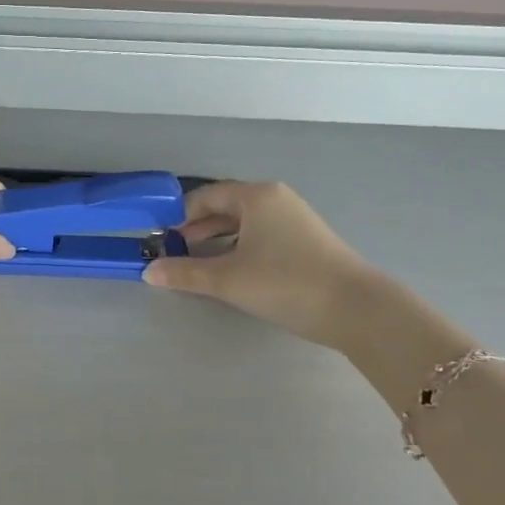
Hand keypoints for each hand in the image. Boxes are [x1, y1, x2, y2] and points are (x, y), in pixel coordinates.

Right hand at [143, 181, 369, 346]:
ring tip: (197, 262)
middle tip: (174, 250)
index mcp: (256, 196)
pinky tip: (232, 270)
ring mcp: (295, 219)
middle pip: (226, 206)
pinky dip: (240, 247)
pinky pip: (262, 235)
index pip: (206, 196)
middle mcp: (276, 199)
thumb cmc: (285, 283)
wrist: (356, 308)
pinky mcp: (306, 241)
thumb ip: (186, 273)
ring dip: (218, 239)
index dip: (179, 214)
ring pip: (245, 223)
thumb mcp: (228, 279)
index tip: (160, 236)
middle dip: (197, 227)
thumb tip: (148, 271)